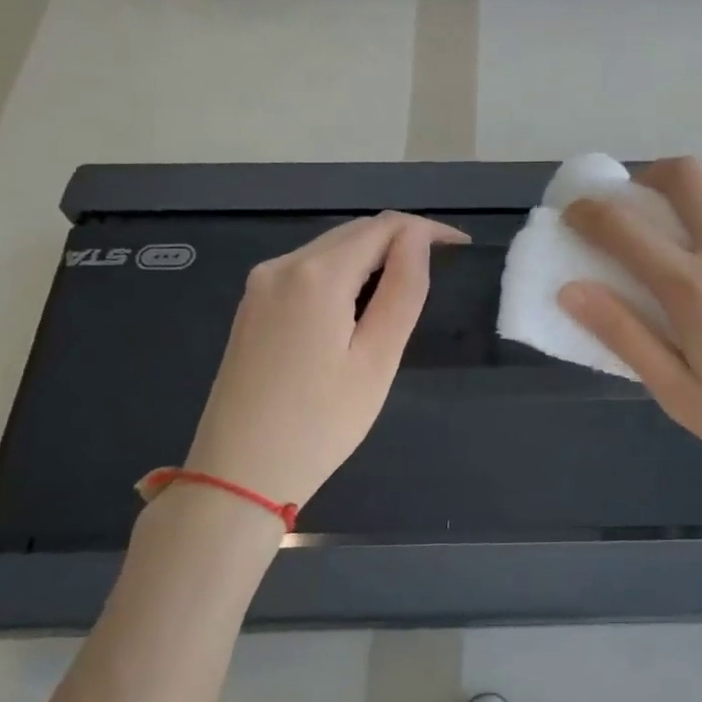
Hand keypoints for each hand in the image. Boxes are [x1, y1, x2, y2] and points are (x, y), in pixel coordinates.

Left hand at [184, 212, 468, 507]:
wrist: (239, 474)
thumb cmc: (321, 423)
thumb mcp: (377, 360)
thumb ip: (402, 291)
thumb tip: (418, 240)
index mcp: (316, 275)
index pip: (383, 227)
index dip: (427, 230)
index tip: (462, 248)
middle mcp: (282, 266)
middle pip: (354, 232)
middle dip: (402, 238)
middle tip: (444, 265)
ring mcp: (261, 285)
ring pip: (330, 249)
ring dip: (373, 255)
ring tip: (410, 283)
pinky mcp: (253, 307)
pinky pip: (308, 270)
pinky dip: (344, 272)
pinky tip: (362, 302)